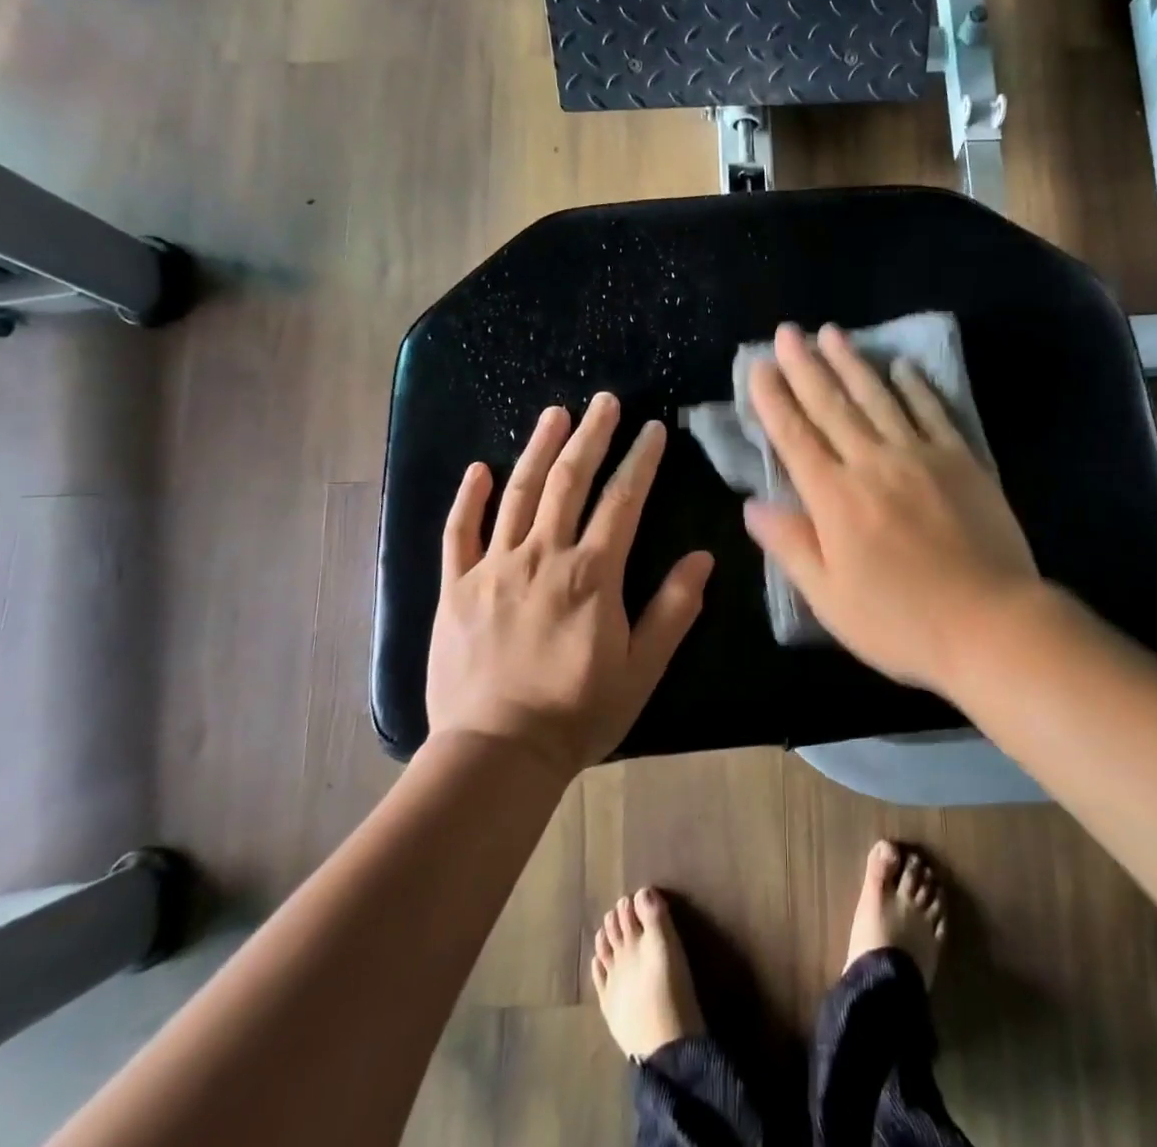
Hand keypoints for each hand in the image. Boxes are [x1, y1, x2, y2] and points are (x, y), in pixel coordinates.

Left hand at [425, 393, 713, 776]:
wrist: (496, 754)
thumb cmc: (577, 713)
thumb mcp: (642, 668)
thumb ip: (673, 609)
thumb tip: (701, 557)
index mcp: (591, 574)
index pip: (622, 501)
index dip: (640, 461)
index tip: (652, 430)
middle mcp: (542, 557)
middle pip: (569, 482)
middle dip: (590, 437)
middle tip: (603, 402)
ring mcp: (494, 569)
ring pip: (518, 495)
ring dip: (538, 450)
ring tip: (554, 414)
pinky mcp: (456, 588)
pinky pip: (459, 533)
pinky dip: (468, 498)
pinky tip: (479, 469)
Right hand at [743, 323, 1038, 693]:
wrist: (990, 623)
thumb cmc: (901, 621)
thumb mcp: (830, 599)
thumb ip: (791, 545)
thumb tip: (751, 505)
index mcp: (835, 499)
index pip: (794, 437)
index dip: (773, 400)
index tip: (758, 367)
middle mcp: (873, 464)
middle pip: (832, 406)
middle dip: (805, 366)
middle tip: (788, 332)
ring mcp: (920, 456)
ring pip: (878, 398)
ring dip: (852, 362)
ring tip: (832, 332)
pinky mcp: (961, 460)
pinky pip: (932, 411)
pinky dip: (914, 386)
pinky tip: (901, 366)